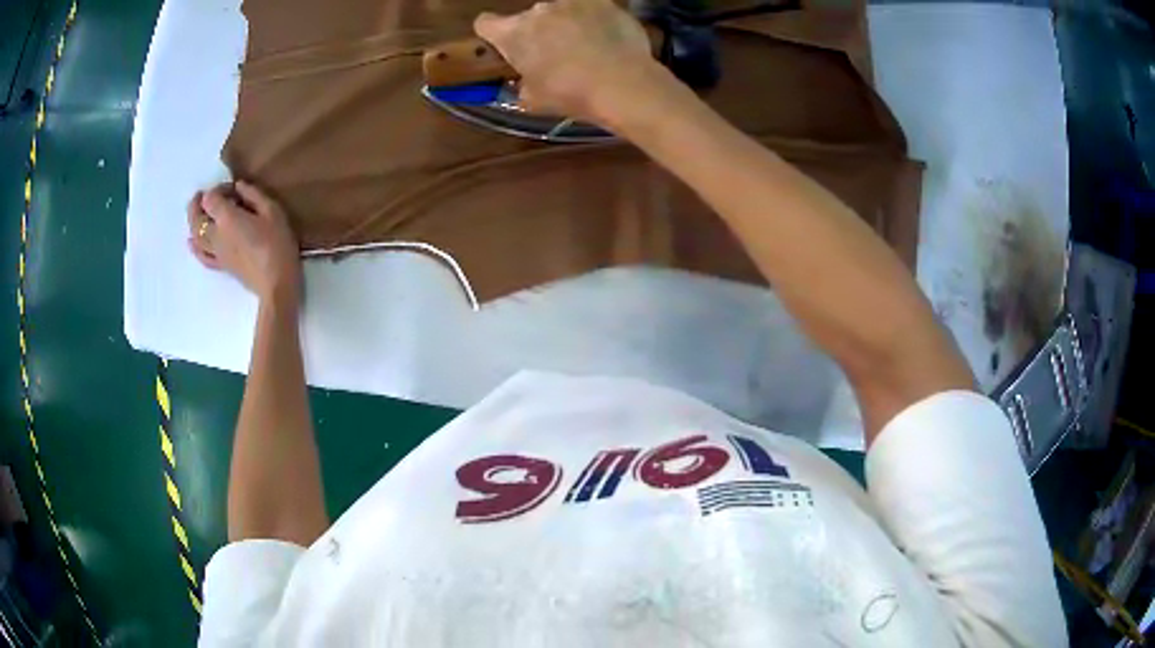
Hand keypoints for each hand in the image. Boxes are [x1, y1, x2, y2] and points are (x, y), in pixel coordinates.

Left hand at [187, 181, 301, 304]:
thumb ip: (253, 195)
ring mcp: (216, 252)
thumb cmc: (278, 244)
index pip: (211, 198)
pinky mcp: (220, 265)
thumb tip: (239, 186)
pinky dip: (194, 247)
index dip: (218, 189)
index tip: (233, 190)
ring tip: (198, 214)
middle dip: (196, 204)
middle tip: (202, 195)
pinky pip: (202, 255)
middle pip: (196, 217)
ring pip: (195, 236)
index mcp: (227, 218)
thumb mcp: (272, 211)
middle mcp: (215, 234)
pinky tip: (192, 242)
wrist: (277, 284)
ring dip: (193, 222)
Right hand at [474, 0, 659, 123]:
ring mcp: (572, 1)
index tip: (504, 46)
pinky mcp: (603, 2)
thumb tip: (526, 81)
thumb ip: (522, 84)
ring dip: (566, 23)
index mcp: (513, 33)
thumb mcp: (533, 100)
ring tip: (586, 47)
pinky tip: (607, 39)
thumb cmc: (571, 94)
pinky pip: (592, 8)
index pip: (485, 23)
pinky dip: (595, 20)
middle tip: (554, 55)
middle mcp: (538, 9)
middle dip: (539, 32)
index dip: (492, 34)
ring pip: (562, 10)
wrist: (622, 84)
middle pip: (530, 17)